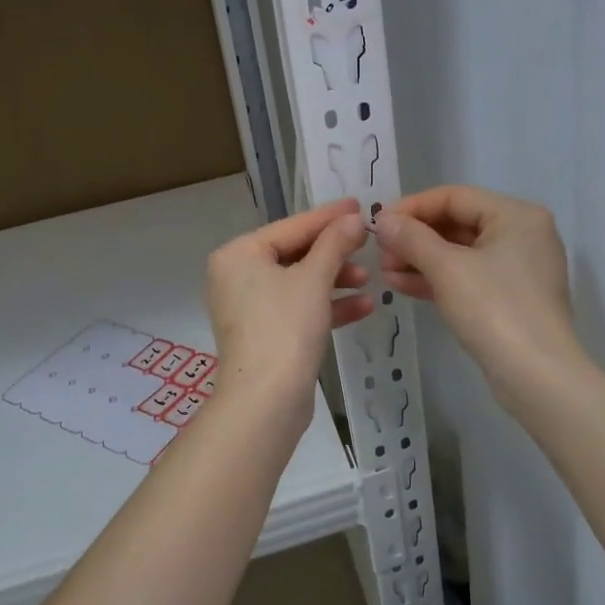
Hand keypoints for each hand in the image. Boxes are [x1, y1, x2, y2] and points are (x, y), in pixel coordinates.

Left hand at [205, 199, 371, 422]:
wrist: (266, 400)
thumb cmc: (285, 327)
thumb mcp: (314, 279)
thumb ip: (334, 243)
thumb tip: (352, 218)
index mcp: (238, 255)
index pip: (290, 227)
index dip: (327, 217)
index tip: (358, 205)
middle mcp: (236, 277)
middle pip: (293, 254)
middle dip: (333, 253)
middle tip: (368, 242)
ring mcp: (248, 307)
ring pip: (298, 283)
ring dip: (334, 280)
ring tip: (369, 279)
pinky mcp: (263, 334)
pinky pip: (297, 309)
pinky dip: (326, 306)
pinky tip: (364, 306)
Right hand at [375, 186, 583, 412]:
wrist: (537, 376)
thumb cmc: (494, 309)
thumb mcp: (447, 269)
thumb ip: (412, 238)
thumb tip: (382, 220)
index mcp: (516, 215)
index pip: (455, 196)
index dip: (412, 207)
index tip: (378, 222)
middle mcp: (522, 234)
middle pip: (457, 223)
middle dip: (415, 238)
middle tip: (379, 252)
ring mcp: (518, 268)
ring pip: (460, 253)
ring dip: (420, 260)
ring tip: (384, 272)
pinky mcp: (510, 298)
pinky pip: (468, 277)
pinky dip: (437, 279)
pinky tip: (402, 285)